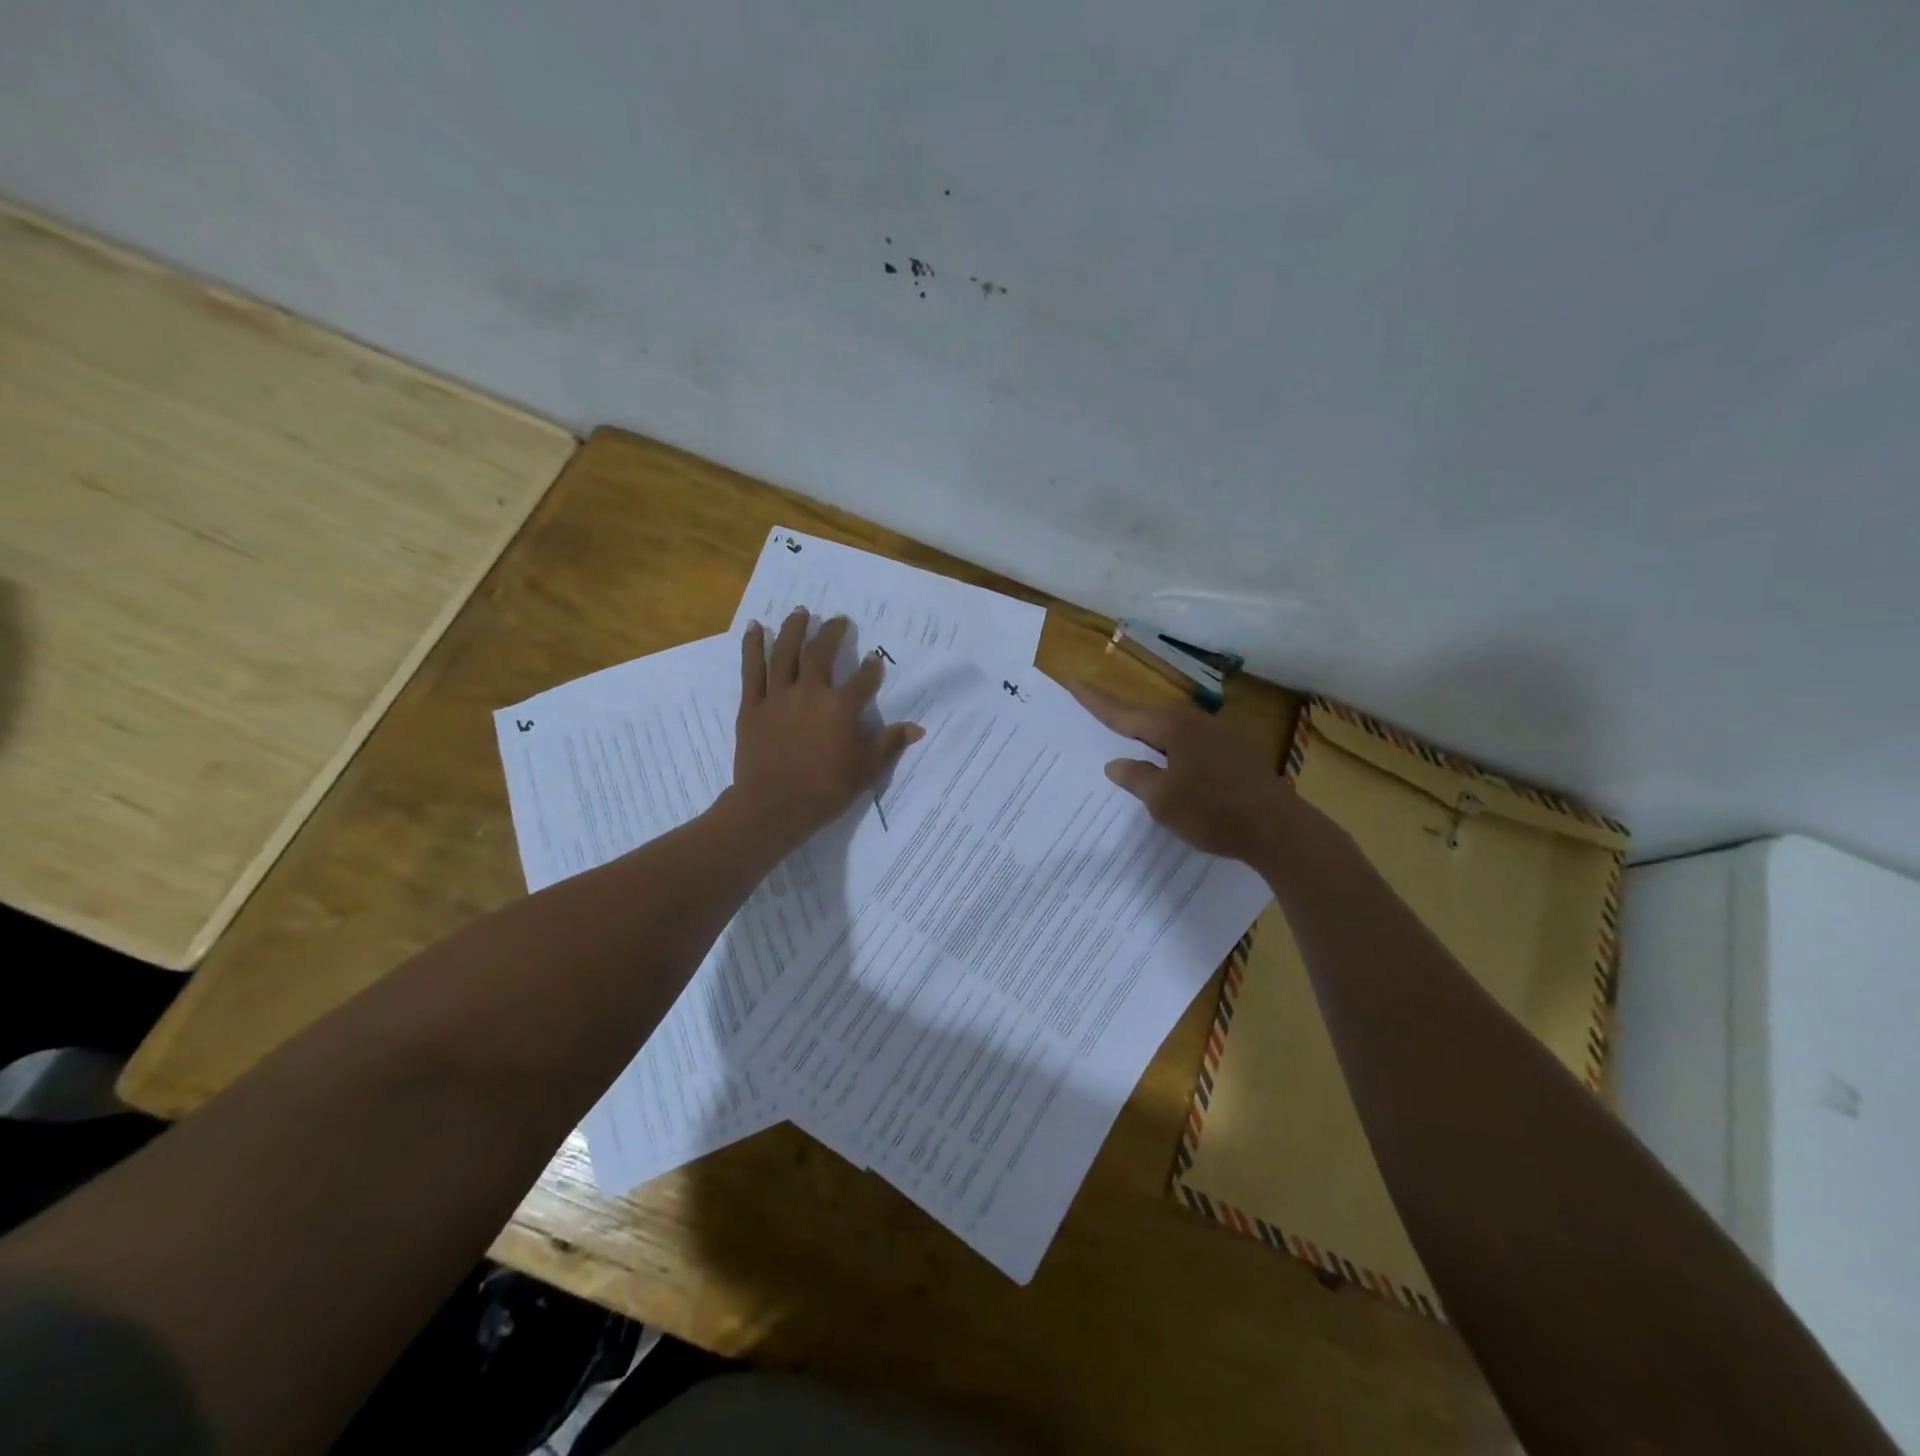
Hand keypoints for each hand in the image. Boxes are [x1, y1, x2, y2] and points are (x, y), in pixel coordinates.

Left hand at [727, 610, 923, 851]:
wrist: (774, 806)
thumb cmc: (825, 790)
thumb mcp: (866, 770)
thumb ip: (889, 744)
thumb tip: (917, 728)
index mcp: (842, 707)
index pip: (864, 679)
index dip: (871, 668)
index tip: (874, 659)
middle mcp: (811, 692)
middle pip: (822, 652)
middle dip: (832, 632)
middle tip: (838, 620)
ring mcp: (779, 695)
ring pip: (785, 652)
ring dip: (793, 628)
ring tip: (800, 611)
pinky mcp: (753, 704)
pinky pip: (752, 669)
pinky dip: (752, 646)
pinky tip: (754, 627)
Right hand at [1068, 682, 1291, 861]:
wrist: (1278, 828)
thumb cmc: (1212, 810)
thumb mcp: (1163, 799)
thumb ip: (1137, 778)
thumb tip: (1117, 763)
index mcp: (1173, 728)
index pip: (1124, 713)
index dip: (1096, 701)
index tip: (1073, 682)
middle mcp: (1196, 723)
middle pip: (1149, 717)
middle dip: (1123, 717)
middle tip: (1097, 711)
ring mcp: (1220, 737)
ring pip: (1173, 731)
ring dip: (1149, 736)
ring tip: (1129, 741)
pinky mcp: (1236, 755)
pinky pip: (1191, 745)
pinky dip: (1172, 751)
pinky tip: (1170, 764)